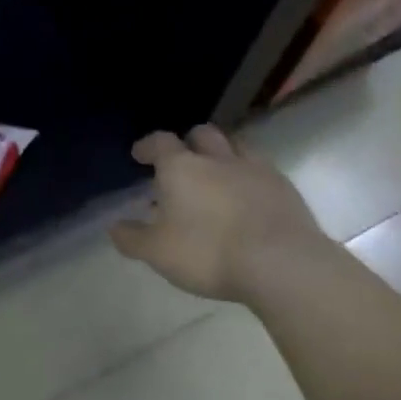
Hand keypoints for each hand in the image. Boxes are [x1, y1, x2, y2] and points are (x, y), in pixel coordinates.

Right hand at [110, 124, 324, 302]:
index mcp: (181, 168)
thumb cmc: (209, 253)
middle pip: (202, 135)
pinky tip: (248, 197)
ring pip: (236, 146)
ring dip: (223, 154)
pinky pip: (262, 170)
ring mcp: (255, 170)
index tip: (140, 155)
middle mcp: (217, 159)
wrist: (282, 264)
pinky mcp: (285, 188)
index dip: (148, 146)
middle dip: (189, 143)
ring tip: (217, 174)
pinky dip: (250, 176)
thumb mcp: (158, 252)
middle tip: (182, 162)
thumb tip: (115, 226)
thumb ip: (133, 238)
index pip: (160, 142)